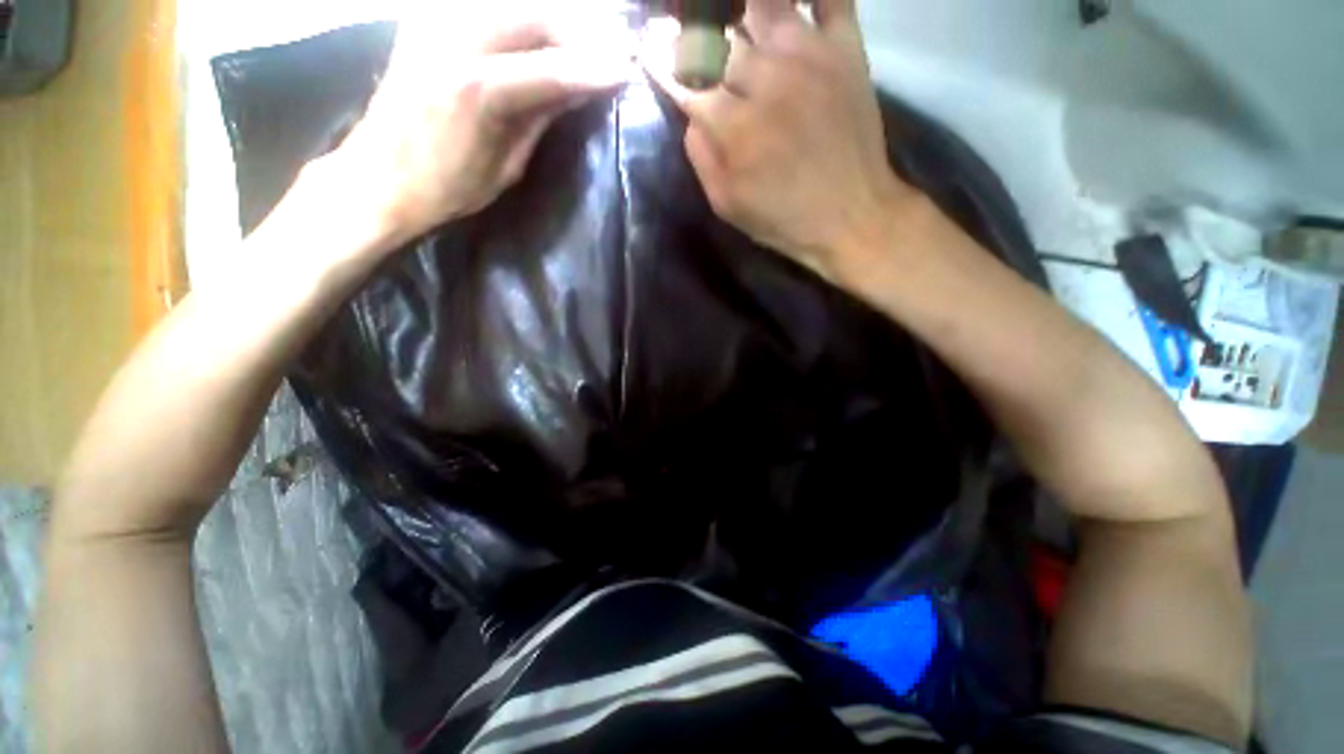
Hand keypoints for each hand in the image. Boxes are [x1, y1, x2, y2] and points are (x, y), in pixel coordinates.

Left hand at [334, 1, 633, 248]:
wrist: (378, 176)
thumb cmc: (447, 188)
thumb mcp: (506, 166)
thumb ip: (539, 119)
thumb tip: (576, 91)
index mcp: (476, 91)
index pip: (552, 69)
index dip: (594, 69)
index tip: (627, 70)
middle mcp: (454, 41)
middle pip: (533, 16)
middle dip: (578, 32)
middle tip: (609, 51)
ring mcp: (434, 22)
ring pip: (511, 3)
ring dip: (552, 20)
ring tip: (579, 44)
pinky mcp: (423, 20)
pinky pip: (485, 7)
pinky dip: (518, 17)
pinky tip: (536, 36)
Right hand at [645, 0, 917, 283]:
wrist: (851, 215)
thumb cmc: (783, 218)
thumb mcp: (727, 205)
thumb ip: (702, 158)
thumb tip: (691, 114)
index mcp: (736, 126)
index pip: (687, 77)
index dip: (662, 61)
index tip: (649, 49)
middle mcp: (769, 80)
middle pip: (719, 35)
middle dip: (694, 34)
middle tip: (690, 37)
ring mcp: (811, 58)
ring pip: (764, 5)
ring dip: (739, 9)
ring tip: (731, 19)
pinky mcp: (847, 51)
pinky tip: (791, 3)